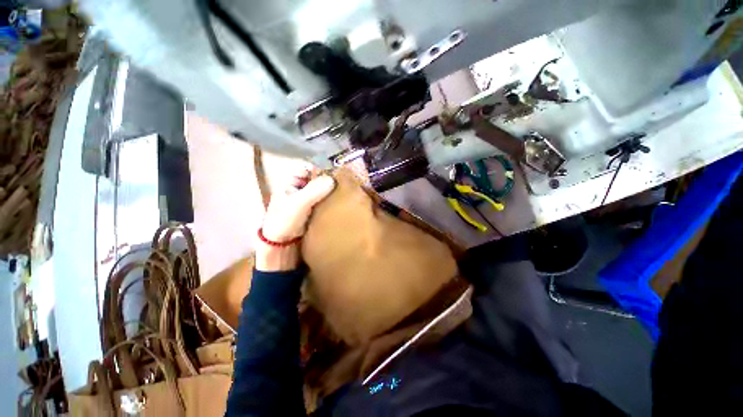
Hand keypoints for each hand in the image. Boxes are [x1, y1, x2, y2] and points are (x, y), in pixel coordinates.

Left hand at [256, 166, 335, 271]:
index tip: (335, 171)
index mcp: (292, 181)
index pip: (309, 168)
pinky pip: (326, 200)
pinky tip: (342, 200)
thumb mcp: (298, 204)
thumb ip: (314, 190)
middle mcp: (301, 187)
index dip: (321, 168)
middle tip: (345, 181)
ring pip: (323, 189)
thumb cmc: (284, 220)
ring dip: (332, 190)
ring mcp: (309, 199)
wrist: (282, 245)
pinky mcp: (316, 209)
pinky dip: (332, 200)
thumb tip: (333, 179)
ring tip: (346, 190)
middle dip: (329, 179)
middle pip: (318, 178)